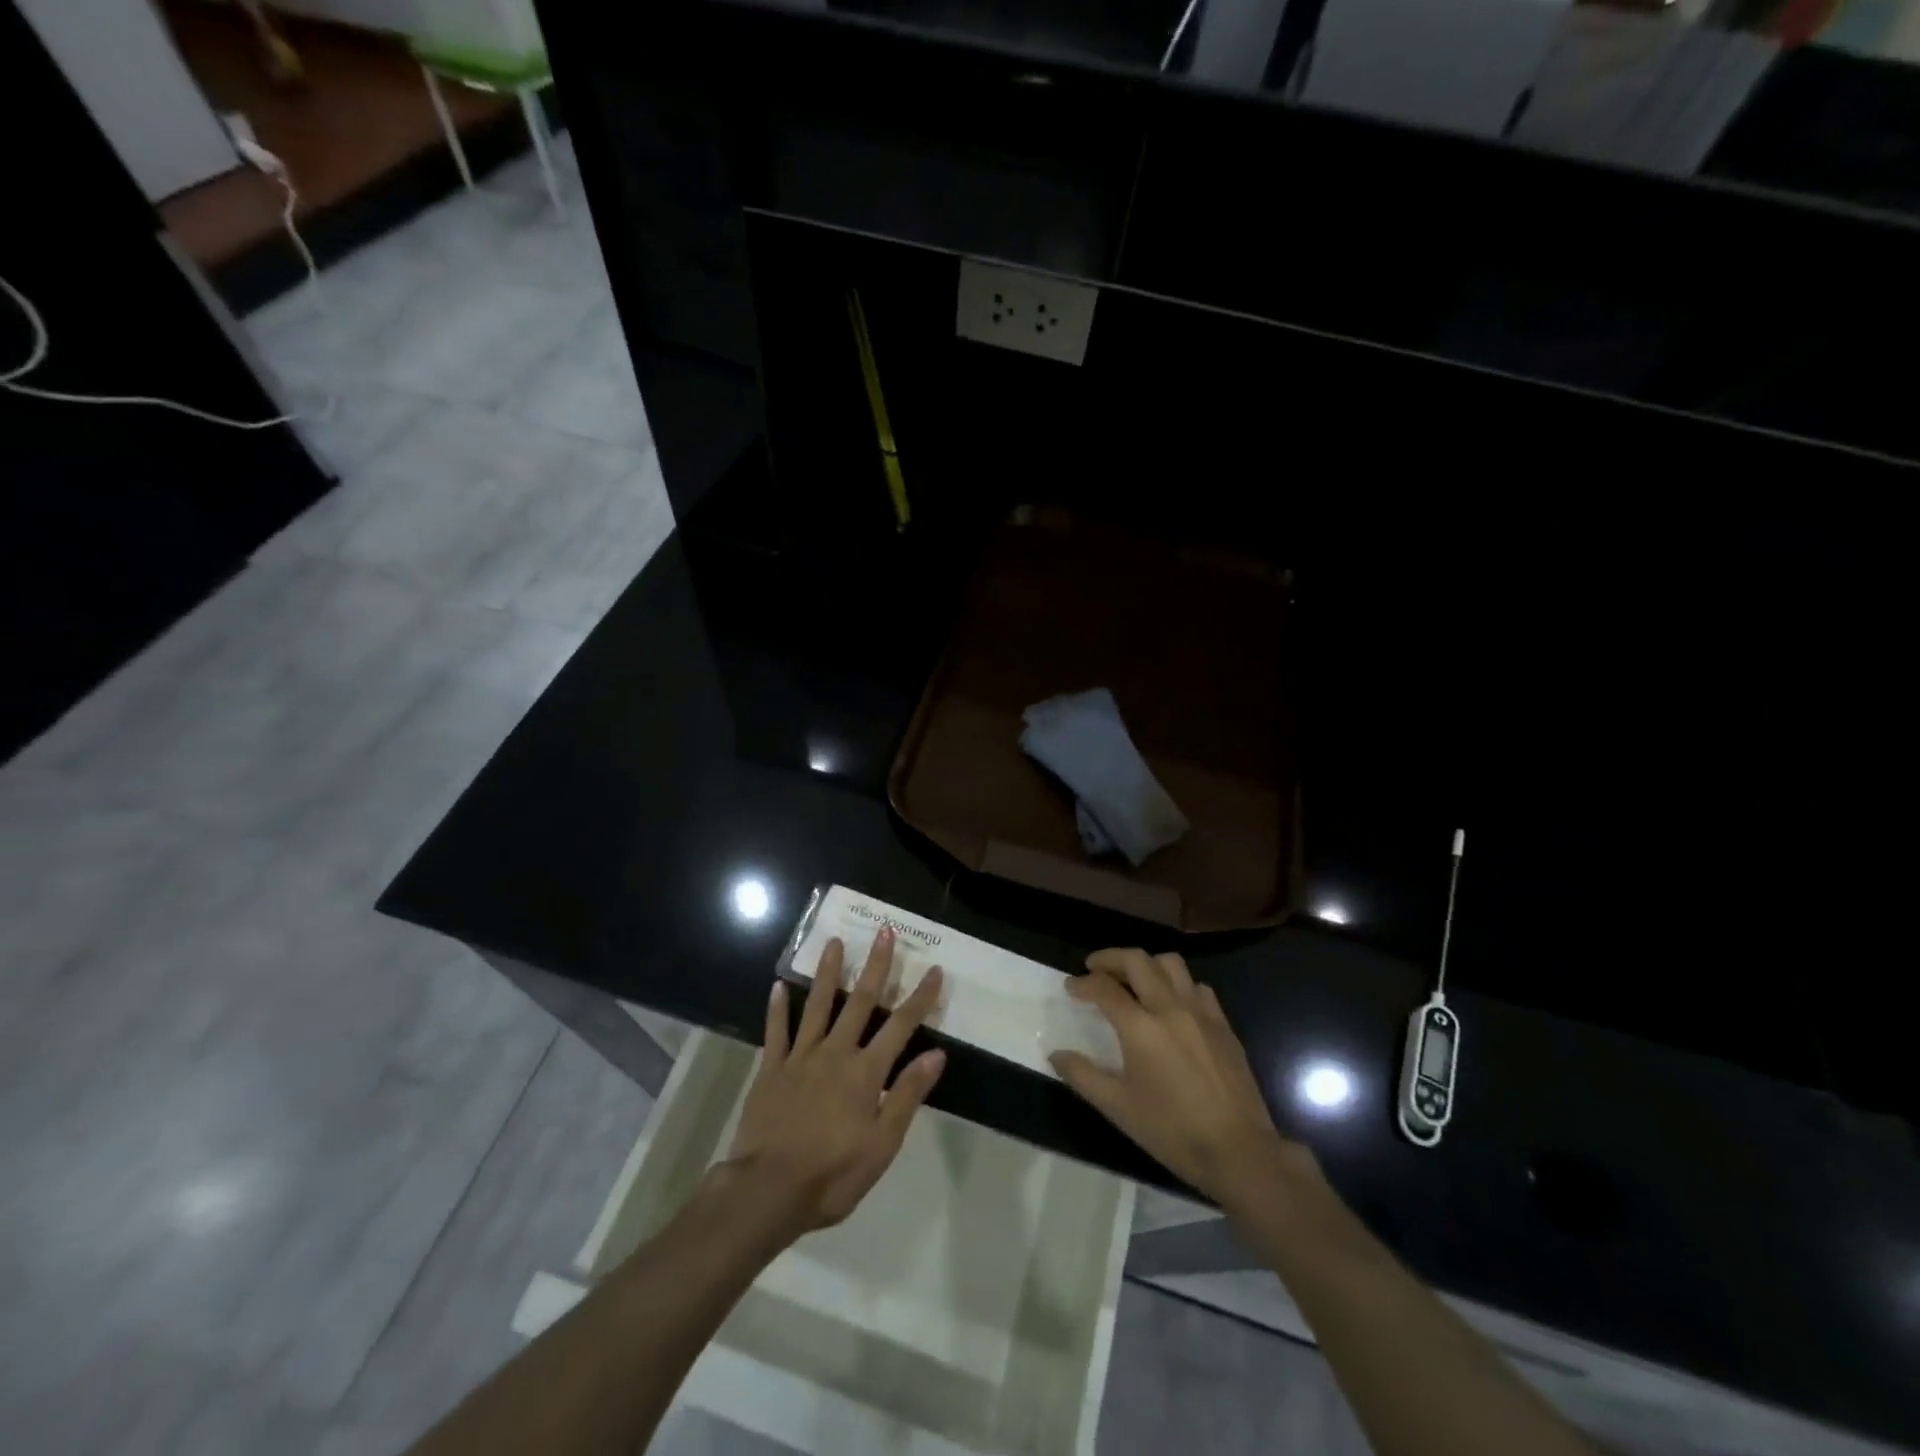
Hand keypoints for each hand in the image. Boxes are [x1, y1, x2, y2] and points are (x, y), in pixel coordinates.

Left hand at [724, 928, 945, 1235]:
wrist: (767, 1191)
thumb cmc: (832, 1174)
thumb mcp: (882, 1144)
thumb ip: (907, 1095)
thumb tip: (936, 1053)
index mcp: (865, 1072)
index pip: (901, 1026)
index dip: (920, 997)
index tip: (934, 969)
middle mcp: (835, 1053)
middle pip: (860, 1002)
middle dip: (875, 966)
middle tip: (884, 932)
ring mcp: (800, 1058)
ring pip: (817, 1005)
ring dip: (827, 972)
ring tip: (833, 942)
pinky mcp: (771, 1070)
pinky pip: (775, 1032)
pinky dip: (777, 1008)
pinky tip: (778, 986)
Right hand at [1050, 948, 1308, 1203]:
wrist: (1239, 1151)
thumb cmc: (1172, 1131)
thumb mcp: (1118, 1108)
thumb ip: (1083, 1075)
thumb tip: (1056, 1054)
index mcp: (1141, 1027)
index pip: (1104, 988)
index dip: (1082, 983)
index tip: (1070, 987)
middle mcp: (1170, 1008)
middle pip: (1137, 960)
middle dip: (1110, 958)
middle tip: (1095, 968)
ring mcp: (1201, 1012)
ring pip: (1170, 964)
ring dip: (1146, 964)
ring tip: (1133, 979)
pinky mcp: (1223, 1024)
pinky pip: (1197, 986)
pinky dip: (1177, 984)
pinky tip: (1171, 1004)